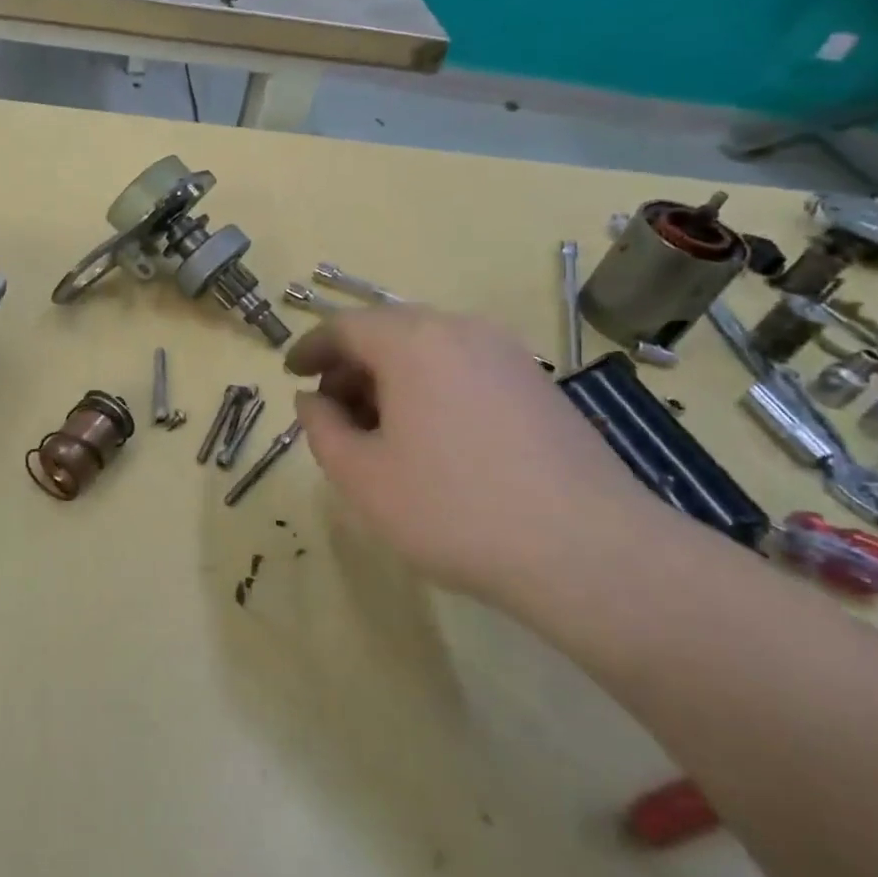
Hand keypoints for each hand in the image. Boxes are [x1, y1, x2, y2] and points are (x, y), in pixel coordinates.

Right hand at [286, 307, 660, 601]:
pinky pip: (464, 368)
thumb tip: (313, 400)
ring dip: (391, 380)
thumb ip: (322, 429)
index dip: (310, 348)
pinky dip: (431, 388)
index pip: (345, 326)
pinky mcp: (538, 384)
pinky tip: (433, 440)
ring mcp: (507, 354)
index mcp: (412, 341)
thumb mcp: (362, 476)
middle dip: (351, 368)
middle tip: (334, 414)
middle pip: (388, 333)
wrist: (586, 550)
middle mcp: (461, 330)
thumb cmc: (453, 509)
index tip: (291, 374)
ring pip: (428, 350)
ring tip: (381, 433)